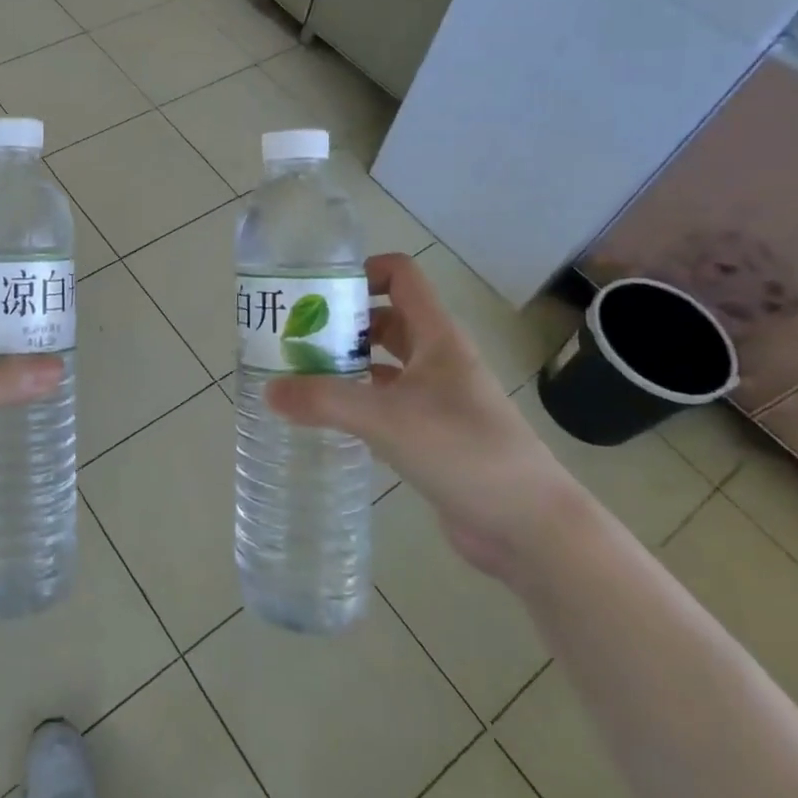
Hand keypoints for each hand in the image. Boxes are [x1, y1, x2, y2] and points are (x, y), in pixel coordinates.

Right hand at [264, 252, 583, 578]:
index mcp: (436, 337)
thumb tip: (268, 390)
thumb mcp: (386, 419)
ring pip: (386, 364)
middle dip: (343, 323)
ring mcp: (439, 398)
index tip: (318, 293)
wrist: (529, 525)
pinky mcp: (435, 435)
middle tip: (296, 338)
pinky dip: (360, 402)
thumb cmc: (463, 450)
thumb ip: (325, 400)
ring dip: (349, 363)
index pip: (400, 276)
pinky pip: (389, 403)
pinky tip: (330, 418)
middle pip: (386, 319)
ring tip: (302, 375)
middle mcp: (438, 359)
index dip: (361, 272)